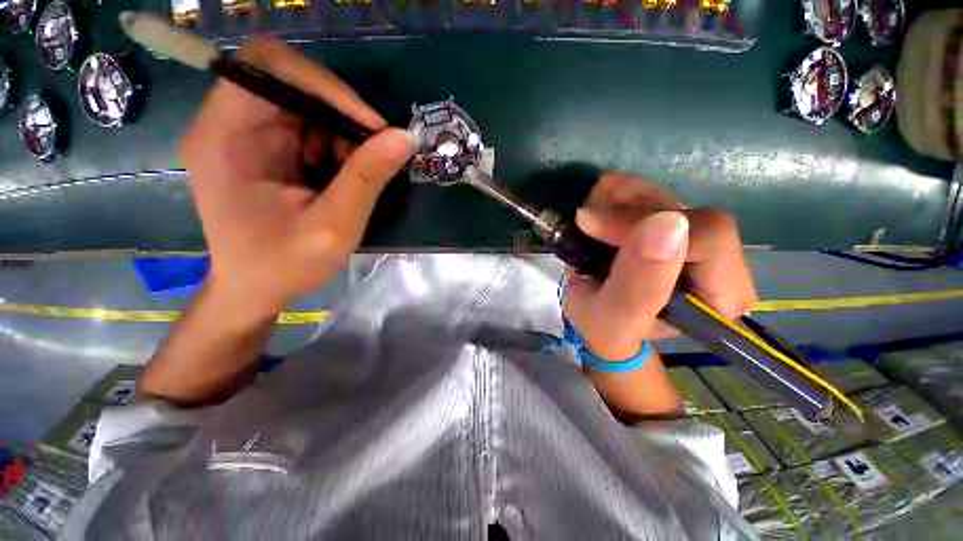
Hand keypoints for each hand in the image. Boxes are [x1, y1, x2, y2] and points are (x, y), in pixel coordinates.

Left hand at [181, 38, 415, 317]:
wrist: (255, 289)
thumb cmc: (285, 265)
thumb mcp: (334, 227)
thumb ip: (368, 179)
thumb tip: (405, 138)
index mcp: (225, 137)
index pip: (268, 66)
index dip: (324, 85)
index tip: (370, 126)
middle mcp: (228, 124)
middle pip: (290, 82)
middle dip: (341, 115)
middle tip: (374, 152)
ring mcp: (245, 135)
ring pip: (305, 105)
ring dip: (342, 134)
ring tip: (358, 174)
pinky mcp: (264, 149)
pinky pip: (308, 127)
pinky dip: (336, 147)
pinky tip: (344, 177)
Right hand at [563, 173, 757, 360]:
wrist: (595, 318)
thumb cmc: (604, 328)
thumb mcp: (613, 321)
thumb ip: (638, 289)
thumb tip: (667, 223)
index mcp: (721, 295)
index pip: (710, 237)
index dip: (648, 225)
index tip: (596, 228)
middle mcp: (718, 261)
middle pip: (686, 211)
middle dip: (628, 210)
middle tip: (586, 219)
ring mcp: (693, 236)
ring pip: (666, 196)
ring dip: (618, 198)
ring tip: (587, 214)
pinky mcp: (670, 222)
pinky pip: (650, 193)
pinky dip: (616, 194)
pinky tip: (597, 205)